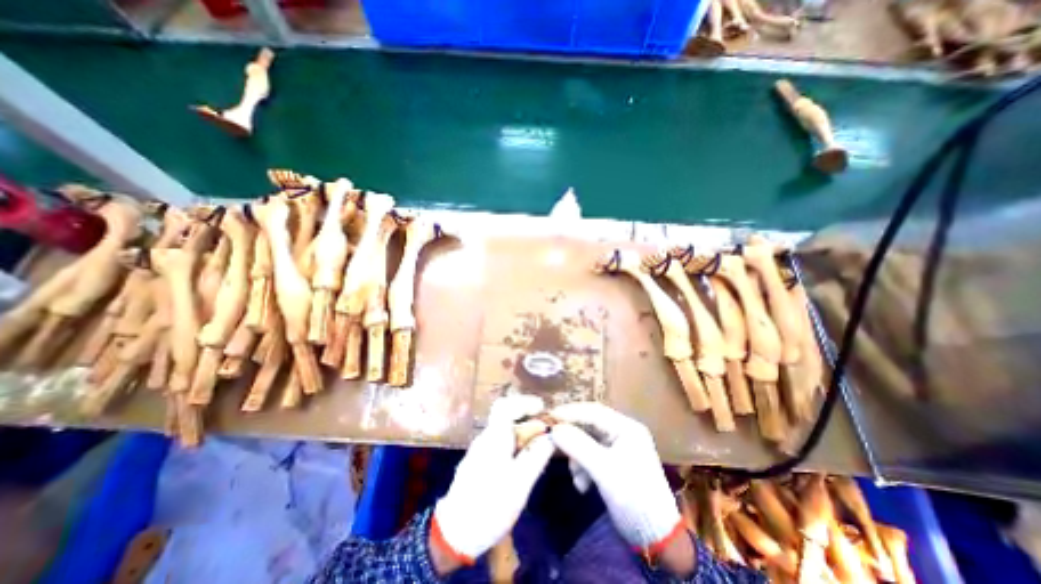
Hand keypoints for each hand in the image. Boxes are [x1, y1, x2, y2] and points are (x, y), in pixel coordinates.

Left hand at [432, 392, 556, 568]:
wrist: (454, 534)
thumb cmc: (489, 505)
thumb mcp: (519, 483)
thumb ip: (536, 456)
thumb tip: (550, 437)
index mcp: (494, 438)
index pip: (505, 405)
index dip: (524, 402)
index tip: (542, 408)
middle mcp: (486, 439)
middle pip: (507, 419)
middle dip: (529, 422)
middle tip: (547, 434)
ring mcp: (481, 451)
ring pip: (505, 434)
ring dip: (523, 436)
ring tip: (540, 450)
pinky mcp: (479, 464)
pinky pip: (501, 446)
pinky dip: (515, 448)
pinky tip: (524, 464)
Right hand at [547, 401, 688, 555]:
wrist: (656, 538)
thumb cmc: (634, 498)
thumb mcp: (604, 470)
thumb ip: (578, 446)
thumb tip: (554, 429)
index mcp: (626, 427)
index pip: (593, 411)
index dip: (570, 412)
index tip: (549, 417)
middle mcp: (622, 432)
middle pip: (589, 425)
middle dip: (572, 436)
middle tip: (552, 441)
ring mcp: (618, 447)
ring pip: (588, 441)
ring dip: (577, 456)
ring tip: (575, 477)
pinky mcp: (613, 462)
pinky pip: (591, 455)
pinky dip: (583, 466)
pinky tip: (582, 485)